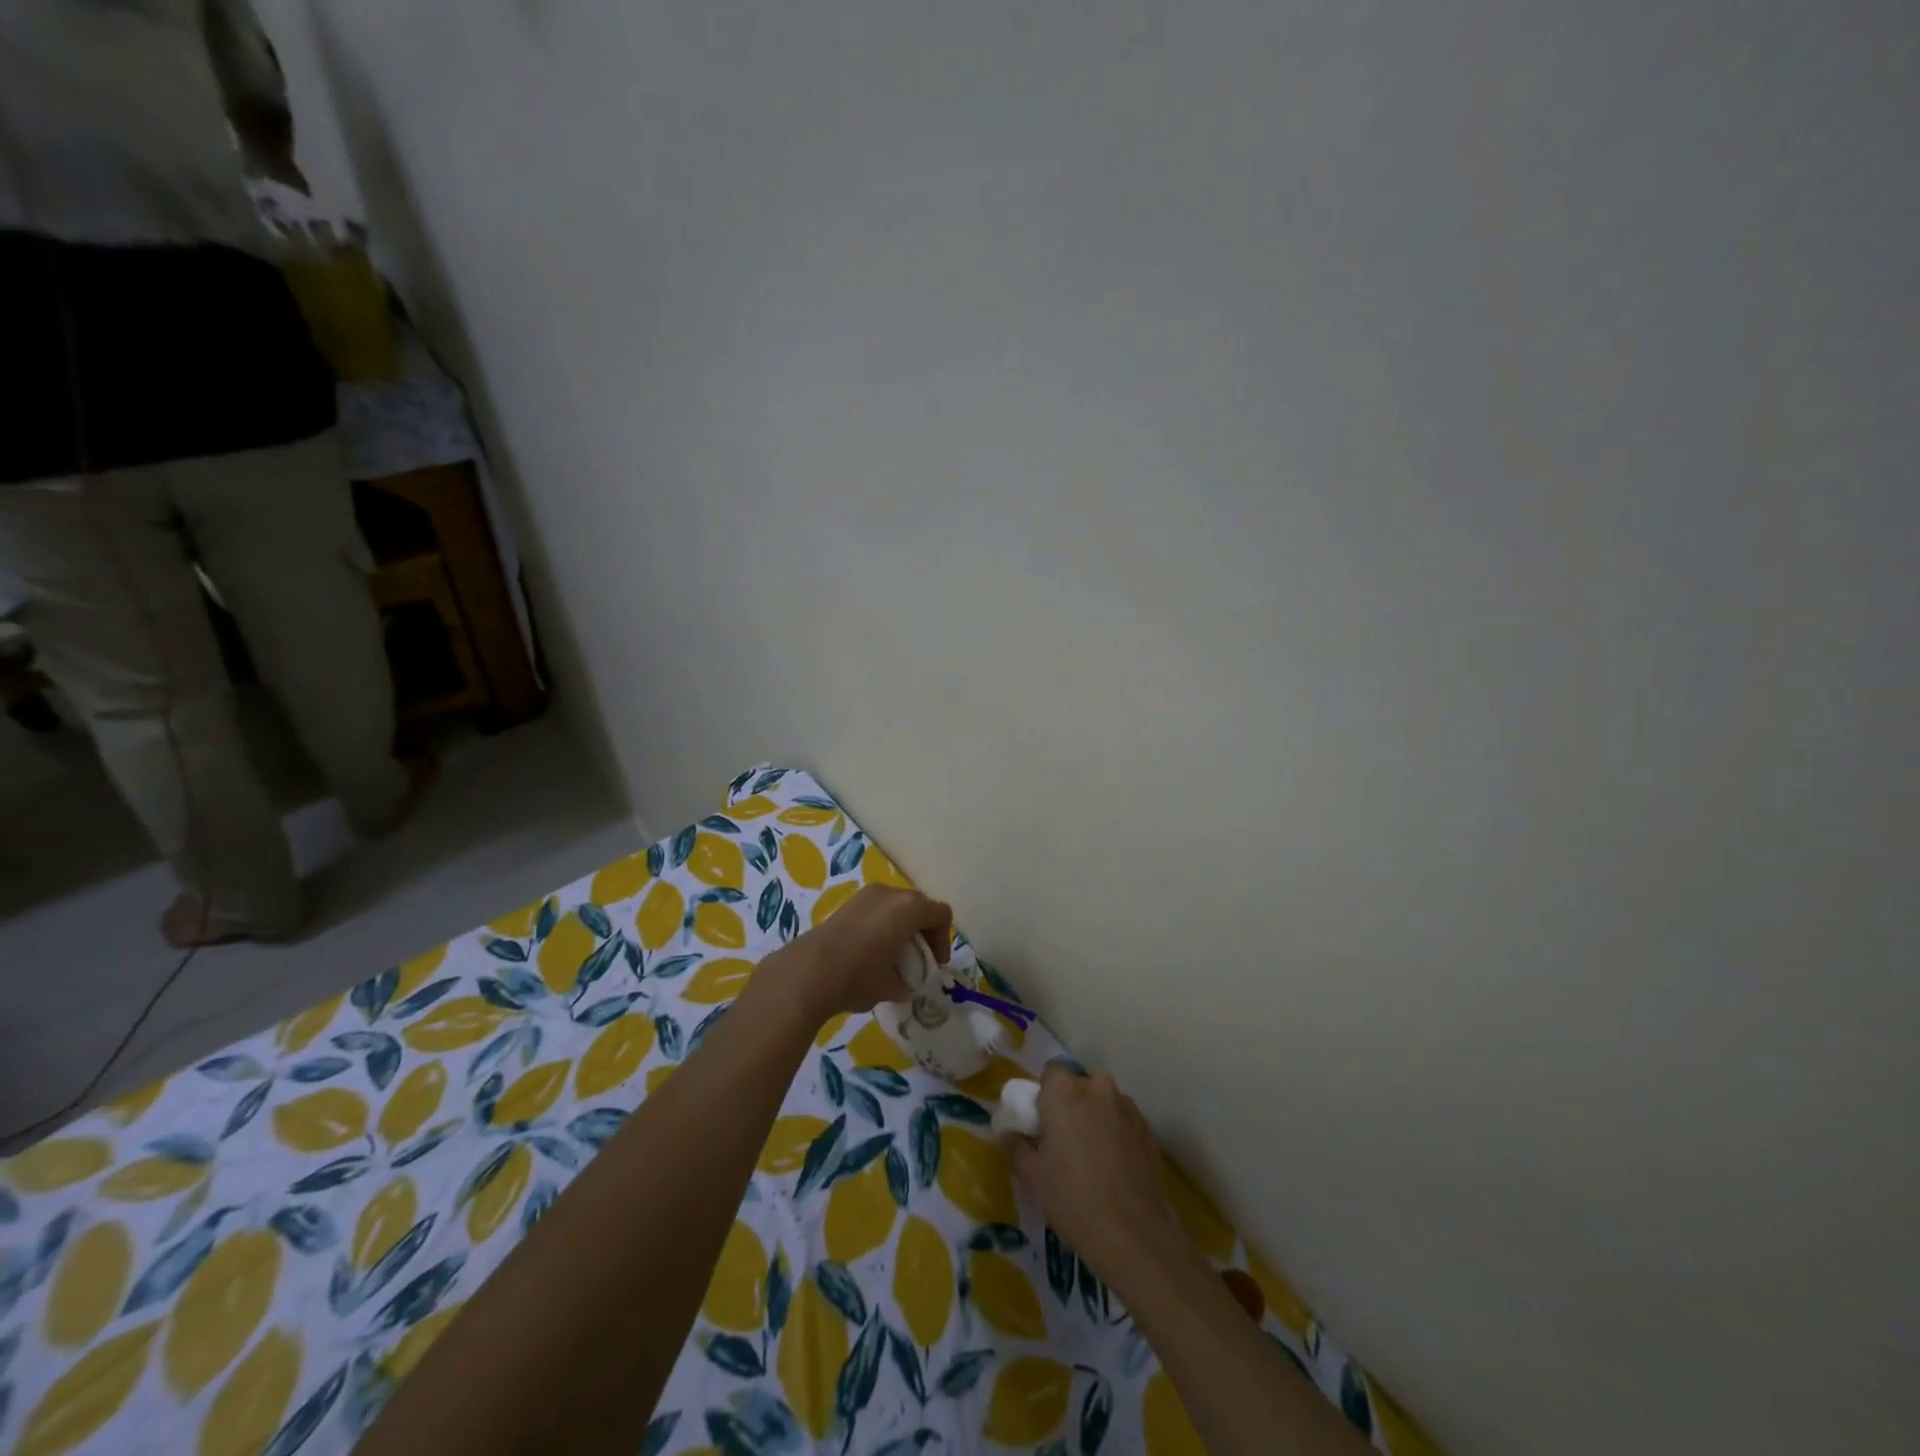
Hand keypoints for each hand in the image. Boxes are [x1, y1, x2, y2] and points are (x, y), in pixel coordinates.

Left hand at [763, 885, 950, 1026]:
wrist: (807, 973)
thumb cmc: (858, 977)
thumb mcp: (892, 986)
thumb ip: (906, 981)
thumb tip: (903, 983)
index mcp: (909, 908)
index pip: (940, 914)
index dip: (942, 939)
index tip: (934, 964)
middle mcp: (889, 893)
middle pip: (918, 905)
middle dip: (922, 931)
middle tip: (917, 959)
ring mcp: (865, 895)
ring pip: (895, 906)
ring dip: (900, 926)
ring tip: (892, 956)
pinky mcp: (846, 904)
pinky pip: (875, 909)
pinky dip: (881, 925)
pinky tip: (869, 951)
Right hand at [1008, 1065, 1183, 1281]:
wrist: (1133, 1235)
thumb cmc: (1072, 1198)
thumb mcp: (1032, 1175)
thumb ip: (1015, 1145)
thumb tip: (1007, 1133)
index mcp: (1064, 1090)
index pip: (1050, 1074)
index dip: (1044, 1096)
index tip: (1042, 1125)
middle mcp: (1097, 1087)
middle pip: (1079, 1086)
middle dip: (1072, 1105)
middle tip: (1064, 1141)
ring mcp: (1127, 1107)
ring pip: (1104, 1103)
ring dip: (1096, 1118)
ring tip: (1092, 1157)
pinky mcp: (1148, 1130)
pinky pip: (1123, 1122)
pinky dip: (1116, 1135)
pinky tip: (1114, 1168)